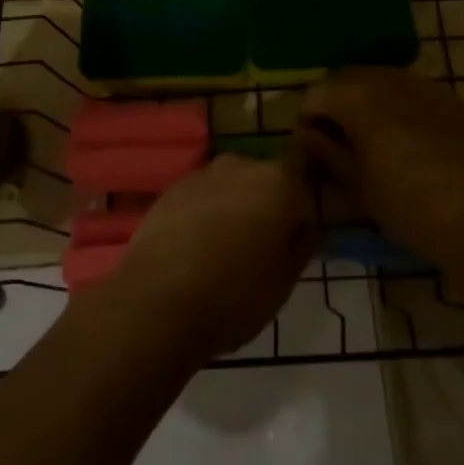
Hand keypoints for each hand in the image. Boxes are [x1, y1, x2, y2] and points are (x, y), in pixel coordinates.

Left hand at [88, 154, 316, 363]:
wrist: (157, 301)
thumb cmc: (234, 296)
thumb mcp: (284, 282)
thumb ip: (301, 243)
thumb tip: (306, 223)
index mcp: (278, 182)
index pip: (301, 163)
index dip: (301, 187)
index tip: (300, 216)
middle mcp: (242, 165)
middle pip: (264, 177)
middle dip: (267, 201)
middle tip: (264, 243)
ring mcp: (203, 174)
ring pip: (230, 184)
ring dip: (234, 205)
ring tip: (227, 248)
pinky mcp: (173, 187)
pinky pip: (202, 195)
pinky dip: (205, 212)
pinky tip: (197, 246)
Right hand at [298, 68, 463, 262]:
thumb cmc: (406, 204)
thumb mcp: (356, 184)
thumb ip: (327, 152)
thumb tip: (307, 136)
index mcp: (358, 96)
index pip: (316, 93)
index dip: (307, 119)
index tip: (311, 148)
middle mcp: (387, 77)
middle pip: (347, 79)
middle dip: (336, 105)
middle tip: (337, 142)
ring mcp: (422, 84)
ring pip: (379, 81)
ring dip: (366, 102)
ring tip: (370, 139)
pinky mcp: (448, 98)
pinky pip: (410, 91)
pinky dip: (397, 106)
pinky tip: (404, 138)